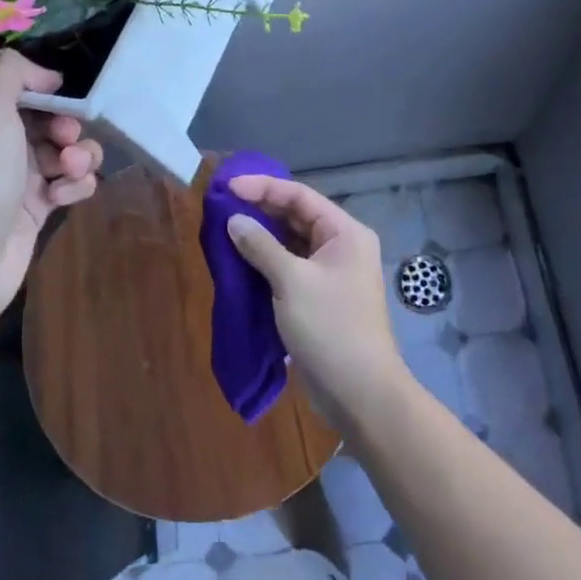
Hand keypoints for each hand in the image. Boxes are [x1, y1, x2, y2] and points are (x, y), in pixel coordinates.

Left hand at [0, 51, 103, 333]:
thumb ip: (12, 73)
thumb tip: (46, 76)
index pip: (17, 91)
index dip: (45, 92)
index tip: (62, 98)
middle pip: (46, 121)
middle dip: (66, 126)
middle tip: (67, 140)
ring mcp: (13, 180)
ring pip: (62, 153)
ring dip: (78, 156)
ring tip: (71, 170)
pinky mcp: (33, 213)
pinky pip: (67, 186)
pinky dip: (75, 187)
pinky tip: (66, 197)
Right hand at [224, 176, 407, 428]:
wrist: (359, 392)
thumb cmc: (330, 327)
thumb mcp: (291, 281)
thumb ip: (261, 246)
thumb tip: (233, 221)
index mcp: (345, 233)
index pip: (299, 196)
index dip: (263, 187)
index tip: (227, 187)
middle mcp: (341, 246)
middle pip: (296, 216)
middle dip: (259, 210)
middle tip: (221, 206)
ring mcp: (331, 273)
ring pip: (291, 242)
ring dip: (260, 236)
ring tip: (224, 229)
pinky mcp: (319, 297)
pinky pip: (289, 267)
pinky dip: (265, 261)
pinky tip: (239, 261)